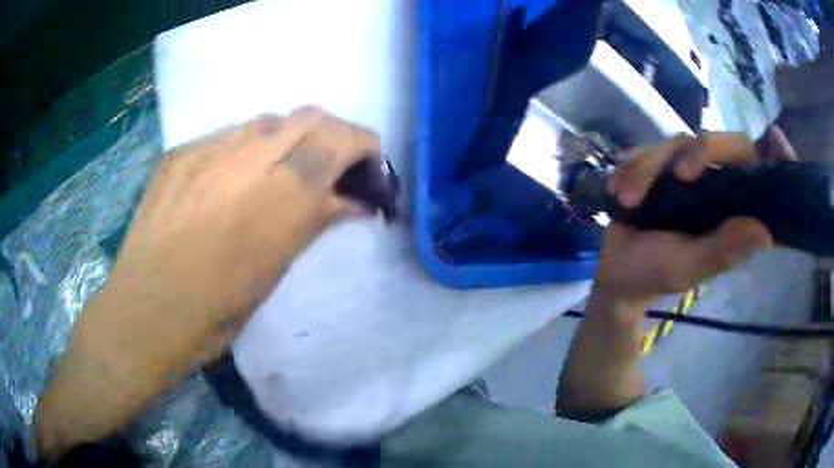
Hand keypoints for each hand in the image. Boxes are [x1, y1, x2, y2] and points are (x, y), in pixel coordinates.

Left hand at [35, 106, 378, 455]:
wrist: (142, 314)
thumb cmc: (212, 316)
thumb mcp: (273, 275)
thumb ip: (312, 224)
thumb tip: (352, 203)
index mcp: (277, 202)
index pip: (337, 142)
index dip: (363, 146)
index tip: (369, 167)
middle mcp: (243, 161)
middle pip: (308, 116)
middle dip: (333, 133)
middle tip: (333, 165)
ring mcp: (205, 151)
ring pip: (268, 120)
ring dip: (290, 137)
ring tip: (284, 170)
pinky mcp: (178, 154)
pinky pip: (227, 135)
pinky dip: (248, 147)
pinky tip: (235, 178)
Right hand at [592, 132, 786, 312]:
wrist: (618, 270)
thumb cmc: (656, 273)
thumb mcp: (688, 267)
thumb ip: (722, 250)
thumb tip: (765, 233)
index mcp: (737, 213)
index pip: (767, 179)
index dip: (778, 159)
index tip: (777, 140)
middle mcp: (723, 186)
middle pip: (729, 144)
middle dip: (703, 151)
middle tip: (678, 175)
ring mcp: (694, 173)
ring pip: (684, 142)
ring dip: (651, 167)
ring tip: (627, 199)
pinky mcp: (665, 166)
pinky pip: (654, 148)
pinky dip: (635, 166)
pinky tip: (619, 191)